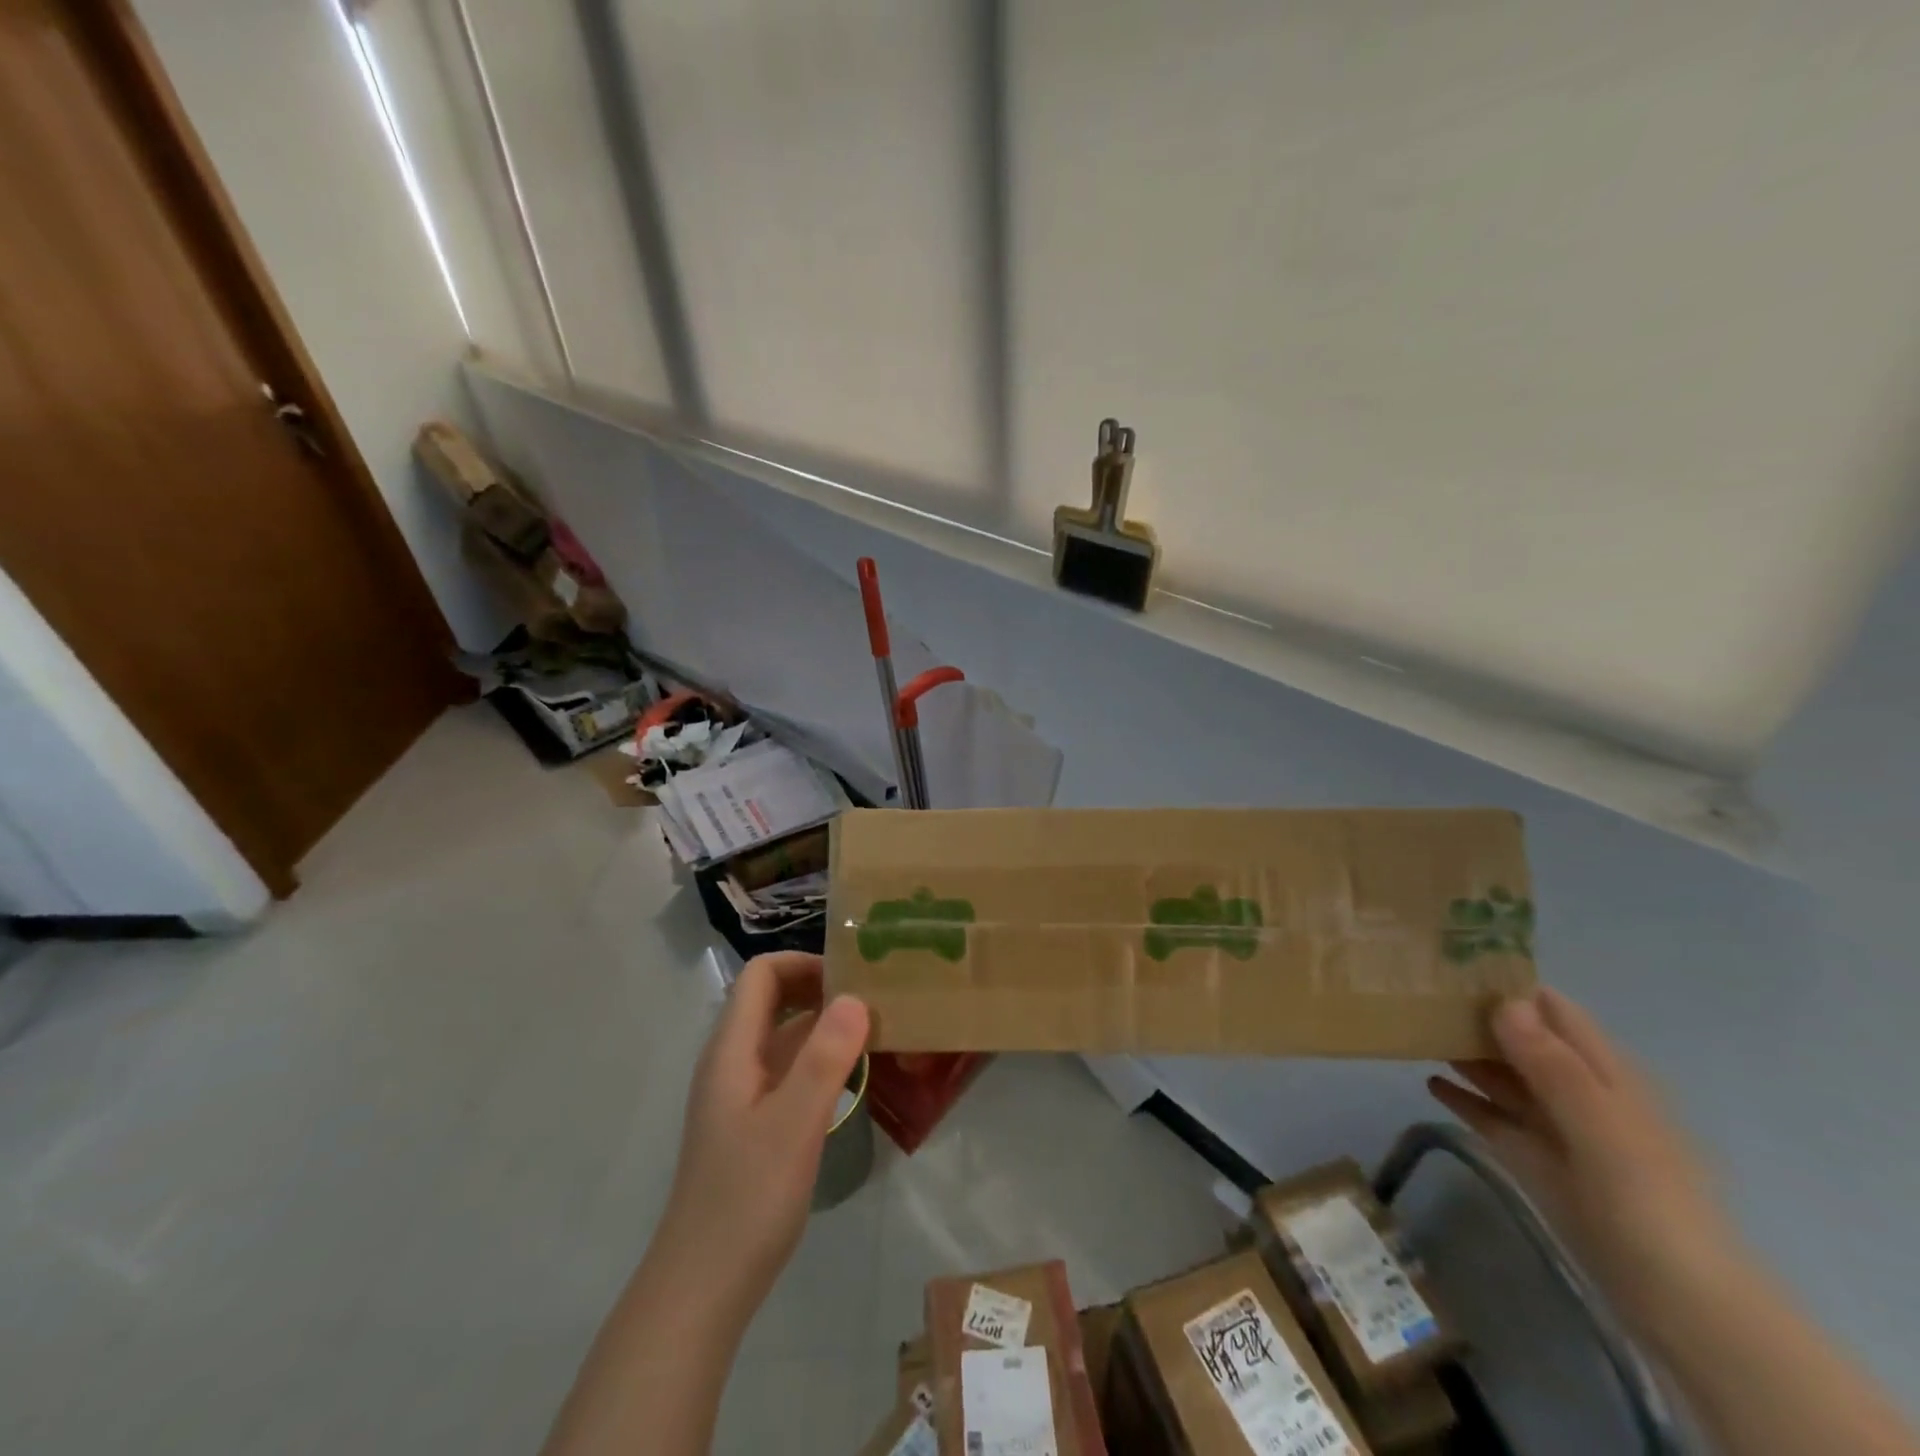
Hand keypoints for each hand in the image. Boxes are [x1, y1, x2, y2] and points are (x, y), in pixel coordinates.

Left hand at [656, 952, 869, 1320]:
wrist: (702, 1288)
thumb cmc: (747, 1200)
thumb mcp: (794, 1125)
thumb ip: (825, 1058)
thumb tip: (856, 997)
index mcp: (732, 1050)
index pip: (762, 975)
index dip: (805, 963)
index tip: (853, 978)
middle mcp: (733, 1061)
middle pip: (772, 999)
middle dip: (820, 988)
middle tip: (873, 999)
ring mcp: (741, 1094)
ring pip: (783, 1035)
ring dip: (824, 1024)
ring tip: (875, 1030)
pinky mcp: (754, 1123)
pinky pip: (788, 1069)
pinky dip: (819, 1059)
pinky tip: (854, 1076)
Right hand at [1428, 989, 1736, 1338]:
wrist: (1678, 1301)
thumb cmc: (1646, 1199)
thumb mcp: (1600, 1124)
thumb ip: (1552, 1064)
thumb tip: (1502, 1001)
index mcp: (1606, 1073)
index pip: (1552, 1009)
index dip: (1508, 983)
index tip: (1450, 963)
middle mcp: (1579, 1091)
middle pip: (1522, 1040)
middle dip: (1476, 1016)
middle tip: (1414, 992)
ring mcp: (1558, 1129)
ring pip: (1504, 1077)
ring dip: (1466, 1054)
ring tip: (1412, 1029)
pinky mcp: (1537, 1162)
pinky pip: (1495, 1119)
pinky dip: (1465, 1100)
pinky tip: (1430, 1084)